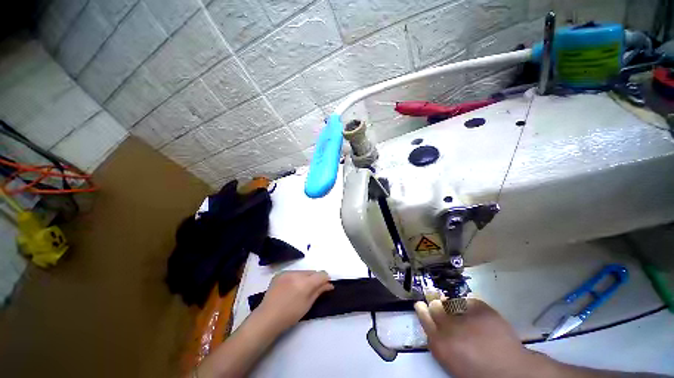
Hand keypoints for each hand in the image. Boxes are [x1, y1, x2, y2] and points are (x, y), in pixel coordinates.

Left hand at [256, 270, 333, 333]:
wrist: (267, 318)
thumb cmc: (290, 315)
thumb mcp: (308, 305)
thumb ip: (319, 291)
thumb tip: (329, 284)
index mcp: (305, 283)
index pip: (321, 274)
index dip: (325, 279)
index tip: (326, 286)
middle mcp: (297, 274)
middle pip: (312, 272)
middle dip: (315, 278)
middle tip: (312, 290)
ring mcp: (287, 272)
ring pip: (303, 272)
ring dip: (305, 278)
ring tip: (300, 289)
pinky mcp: (280, 273)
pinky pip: (293, 273)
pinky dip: (295, 278)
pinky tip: (290, 288)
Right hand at [415, 298, 535, 377]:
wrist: (511, 373)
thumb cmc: (477, 371)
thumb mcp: (451, 361)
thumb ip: (439, 342)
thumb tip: (434, 325)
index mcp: (440, 343)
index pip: (424, 318)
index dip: (422, 310)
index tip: (420, 304)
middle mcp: (449, 326)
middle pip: (436, 307)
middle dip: (437, 306)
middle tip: (440, 307)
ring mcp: (466, 316)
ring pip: (451, 303)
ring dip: (453, 306)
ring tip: (462, 314)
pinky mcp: (482, 309)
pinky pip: (469, 301)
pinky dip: (470, 306)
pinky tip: (475, 315)